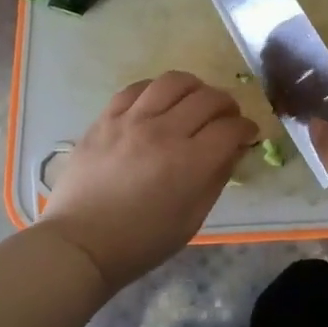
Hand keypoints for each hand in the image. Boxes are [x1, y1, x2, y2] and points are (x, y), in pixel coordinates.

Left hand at [39, 71, 257, 289]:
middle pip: (208, 98)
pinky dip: (156, 90)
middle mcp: (163, 132)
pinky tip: (159, 101)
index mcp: (189, 163)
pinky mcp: (106, 118)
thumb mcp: (191, 219)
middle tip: (227, 117)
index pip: (230, 128)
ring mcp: (131, 121)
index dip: (246, 128)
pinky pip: (137, 88)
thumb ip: (217, 178)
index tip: (247, 133)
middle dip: (227, 105)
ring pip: (174, 81)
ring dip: (194, 87)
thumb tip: (234, 149)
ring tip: (195, 100)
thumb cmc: (141, 242)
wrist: (79, 244)